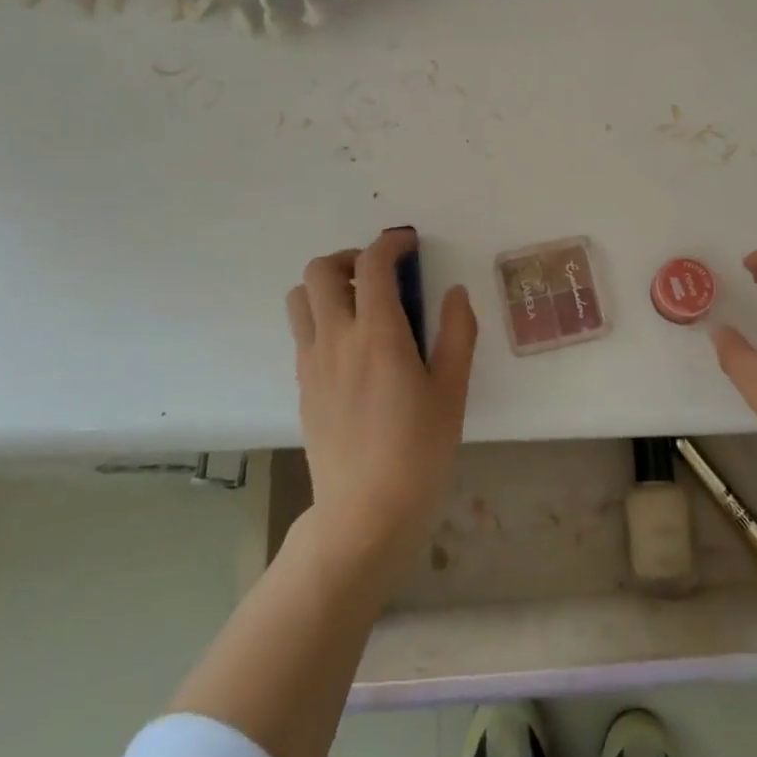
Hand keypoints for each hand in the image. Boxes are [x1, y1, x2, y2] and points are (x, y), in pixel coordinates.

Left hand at [286, 229, 476, 588]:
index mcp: (377, 335)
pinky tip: (353, 345)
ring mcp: (312, 362)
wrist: (365, 513)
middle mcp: (336, 339)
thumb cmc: (418, 450)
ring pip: (299, 298)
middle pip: (320, 270)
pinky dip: (321, 317)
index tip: (409, 244)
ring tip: (360, 303)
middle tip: (380, 274)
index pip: (372, 265)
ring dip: (326, 285)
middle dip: (350, 257)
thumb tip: (455, 293)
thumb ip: (457, 333)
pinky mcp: (302, 385)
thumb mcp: (452, 390)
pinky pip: (302, 331)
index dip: (390, 243)